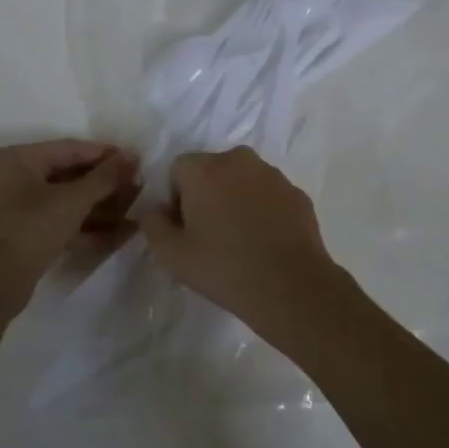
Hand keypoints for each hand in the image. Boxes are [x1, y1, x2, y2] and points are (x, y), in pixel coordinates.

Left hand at [0, 140, 138, 316]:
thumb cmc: (30, 231)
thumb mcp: (72, 201)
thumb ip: (105, 177)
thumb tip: (132, 156)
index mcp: (17, 158)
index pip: (70, 148)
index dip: (106, 154)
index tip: (136, 161)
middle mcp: (12, 176)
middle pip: (68, 173)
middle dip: (104, 182)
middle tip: (137, 185)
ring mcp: (16, 205)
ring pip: (65, 198)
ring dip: (98, 204)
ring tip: (133, 207)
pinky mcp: (22, 231)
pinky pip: (58, 218)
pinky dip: (84, 223)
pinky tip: (117, 232)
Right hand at [140, 147, 346, 333]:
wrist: (290, 287)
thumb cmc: (223, 268)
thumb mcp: (171, 254)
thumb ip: (152, 224)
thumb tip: (152, 209)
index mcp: (203, 168)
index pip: (178, 170)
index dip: (175, 198)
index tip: (184, 229)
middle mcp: (238, 160)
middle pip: (211, 170)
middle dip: (206, 194)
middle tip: (209, 234)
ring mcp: (272, 174)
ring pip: (243, 180)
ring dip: (236, 199)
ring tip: (240, 240)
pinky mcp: (296, 193)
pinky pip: (269, 195)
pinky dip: (263, 209)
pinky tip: (265, 242)